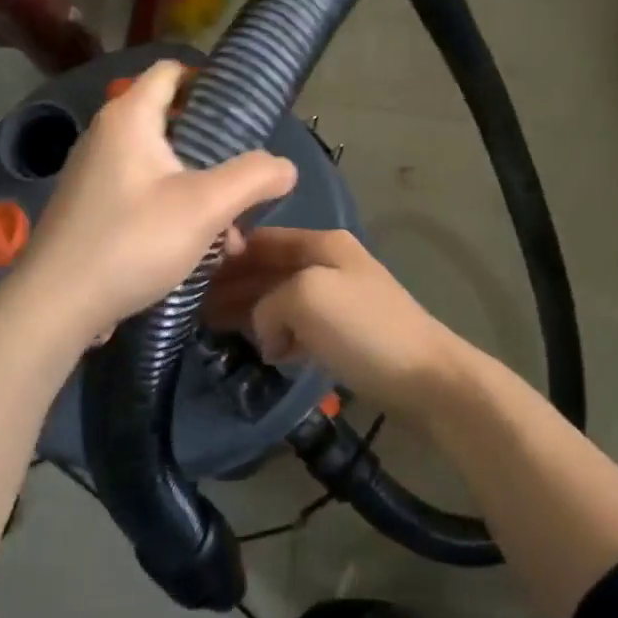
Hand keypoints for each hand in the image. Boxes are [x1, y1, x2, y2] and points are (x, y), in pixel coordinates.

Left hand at [14, 61, 296, 339]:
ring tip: (232, 233)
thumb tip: (286, 167)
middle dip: (216, 153)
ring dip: (202, 192)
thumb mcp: (205, 206)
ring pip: (163, 167)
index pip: (171, 72)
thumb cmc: (132, 241)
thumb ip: (253, 178)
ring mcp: (96, 175)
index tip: (245, 111)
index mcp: (129, 118)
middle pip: (173, 124)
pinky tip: (201, 251)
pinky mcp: (92, 210)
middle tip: (248, 180)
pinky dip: (175, 211)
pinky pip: (144, 195)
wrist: (56, 305)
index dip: (209, 81)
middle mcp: (108, 136)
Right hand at [205, 228, 469, 420]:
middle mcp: (328, 263)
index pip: (261, 239)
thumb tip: (266, 331)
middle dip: (233, 286)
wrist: (427, 378)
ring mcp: (338, 299)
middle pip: (268, 269)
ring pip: (280, 298)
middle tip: (193, 310)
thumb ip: (268, 301)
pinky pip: (298, 326)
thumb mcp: (306, 297)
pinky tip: (265, 351)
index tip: (190, 276)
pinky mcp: (344, 333)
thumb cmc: (365, 329)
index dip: (226, 255)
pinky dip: (278, 335)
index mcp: (321, 244)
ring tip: (215, 330)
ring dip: (250, 312)